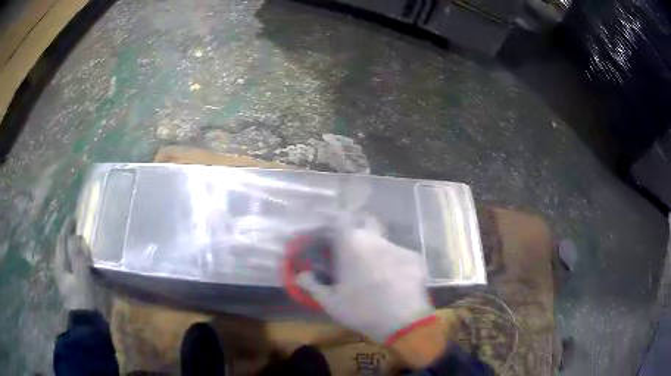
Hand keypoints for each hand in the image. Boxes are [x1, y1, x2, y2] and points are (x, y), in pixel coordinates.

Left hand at [54, 217, 94, 310]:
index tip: (74, 216)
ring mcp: (65, 278)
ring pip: (66, 256)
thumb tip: (75, 235)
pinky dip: (75, 256)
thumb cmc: (83, 298)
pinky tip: (81, 258)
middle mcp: (59, 268)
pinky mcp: (71, 285)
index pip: (61, 240)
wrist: (86, 324)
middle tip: (77, 226)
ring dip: (71, 245)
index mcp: (59, 264)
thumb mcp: (81, 276)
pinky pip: (71, 264)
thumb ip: (77, 256)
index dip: (66, 227)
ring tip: (79, 239)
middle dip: (68, 235)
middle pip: (62, 247)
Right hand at [296, 229, 434, 342]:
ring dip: (372, 248)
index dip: (329, 223)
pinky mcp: (413, 258)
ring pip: (381, 239)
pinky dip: (390, 261)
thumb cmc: (361, 310)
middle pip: (363, 221)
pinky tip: (390, 278)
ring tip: (369, 268)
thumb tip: (300, 275)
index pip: (337, 220)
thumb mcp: (330, 301)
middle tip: (347, 245)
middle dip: (354, 227)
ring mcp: (397, 247)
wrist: (403, 321)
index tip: (324, 233)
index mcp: (351, 244)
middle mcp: (375, 238)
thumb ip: (311, 285)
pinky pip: (397, 253)